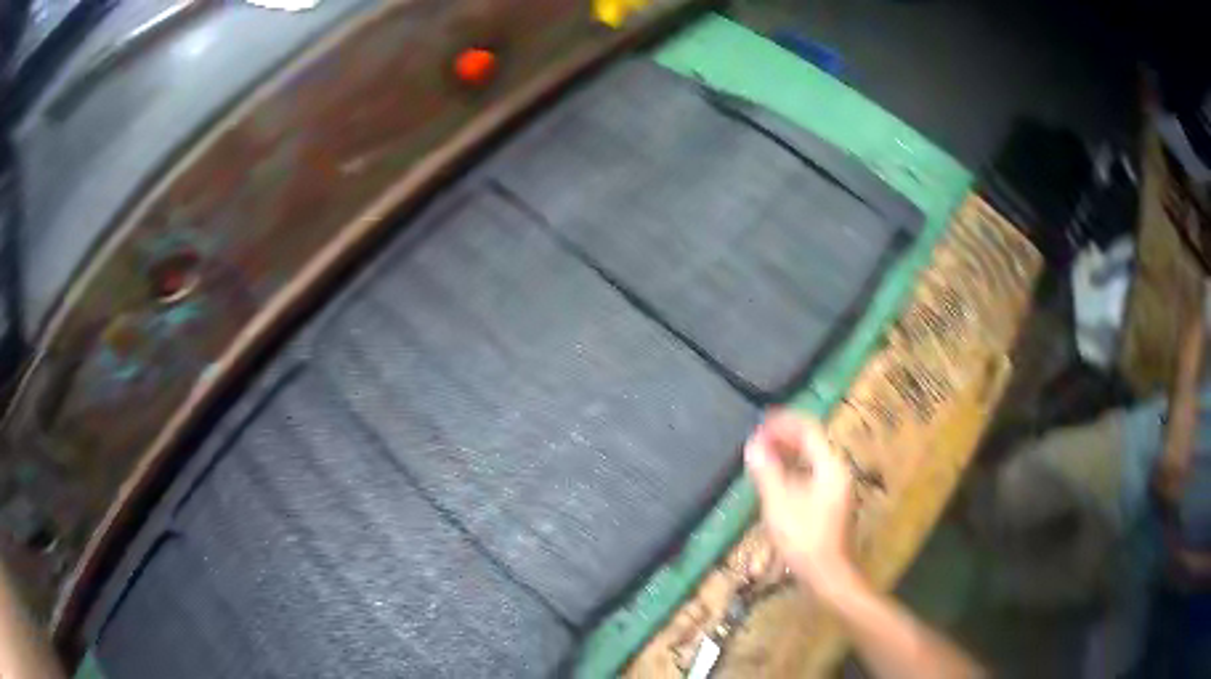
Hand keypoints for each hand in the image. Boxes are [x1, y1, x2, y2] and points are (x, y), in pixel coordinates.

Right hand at [744, 410, 857, 595]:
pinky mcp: (832, 502)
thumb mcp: (780, 504)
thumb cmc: (804, 539)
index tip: (760, 421)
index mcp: (830, 466)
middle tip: (757, 438)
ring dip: (787, 454)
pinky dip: (793, 470)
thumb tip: (753, 445)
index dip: (784, 423)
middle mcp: (838, 471)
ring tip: (762, 454)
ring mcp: (837, 488)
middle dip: (784, 437)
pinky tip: (776, 479)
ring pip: (811, 459)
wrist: (828, 574)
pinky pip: (812, 474)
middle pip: (812, 443)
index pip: (808, 430)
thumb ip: (767, 472)